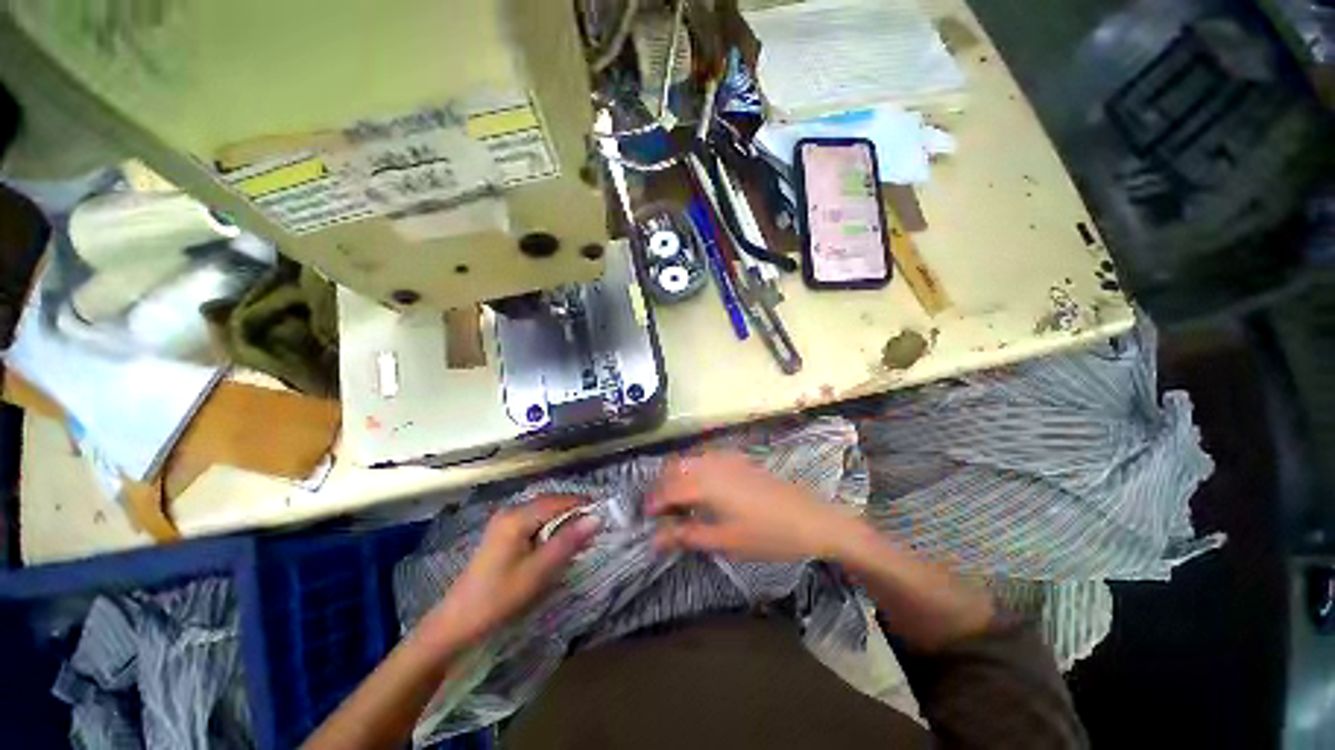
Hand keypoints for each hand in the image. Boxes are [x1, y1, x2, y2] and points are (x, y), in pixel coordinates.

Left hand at [419, 495, 599, 651]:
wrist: (456, 624)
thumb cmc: (499, 598)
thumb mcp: (538, 571)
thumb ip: (568, 542)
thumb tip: (597, 518)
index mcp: (517, 517)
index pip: (558, 501)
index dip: (583, 504)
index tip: (606, 513)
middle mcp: (511, 512)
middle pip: (551, 503)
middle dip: (574, 512)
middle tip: (596, 527)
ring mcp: (504, 522)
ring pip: (543, 512)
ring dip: (564, 521)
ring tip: (582, 536)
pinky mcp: (503, 534)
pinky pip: (534, 522)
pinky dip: (551, 529)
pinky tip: (559, 543)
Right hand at [647, 450, 858, 561]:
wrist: (812, 518)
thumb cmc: (767, 535)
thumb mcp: (726, 540)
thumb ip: (688, 535)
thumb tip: (656, 538)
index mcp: (706, 483)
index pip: (668, 488)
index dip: (653, 502)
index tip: (646, 518)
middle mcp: (712, 463)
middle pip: (675, 467)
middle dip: (663, 486)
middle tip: (662, 511)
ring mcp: (727, 458)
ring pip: (690, 460)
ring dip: (678, 476)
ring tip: (679, 501)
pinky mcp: (739, 459)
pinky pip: (706, 458)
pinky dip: (694, 469)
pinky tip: (702, 487)